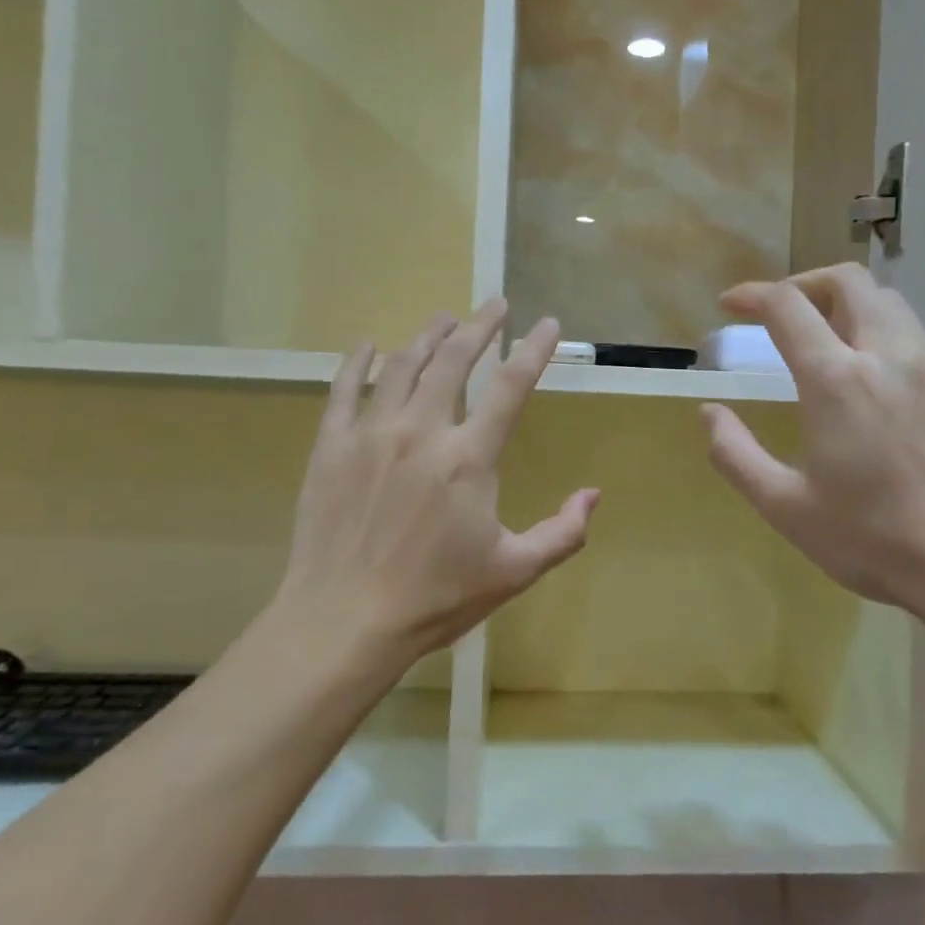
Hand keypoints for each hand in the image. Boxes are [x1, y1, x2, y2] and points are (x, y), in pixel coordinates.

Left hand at [273, 300, 599, 673]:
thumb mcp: (514, 571)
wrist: (345, 621)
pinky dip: (357, 362)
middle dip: (480, 325)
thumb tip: (594, 494)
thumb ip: (562, 532)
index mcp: (469, 458)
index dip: (534, 350)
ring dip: (427, 336)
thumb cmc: (436, 599)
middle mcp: (421, 431)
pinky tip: (367, 344)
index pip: (511, 387)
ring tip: (444, 319)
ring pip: (401, 366)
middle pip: (454, 360)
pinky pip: (342, 389)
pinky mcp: (330, 447)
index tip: (547, 323)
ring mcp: (371, 434)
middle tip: (495, 303)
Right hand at [701, 263, 924, 624]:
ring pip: (888, 303)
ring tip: (823, 341)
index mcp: (838, 380)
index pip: (787, 306)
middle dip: (804, 283)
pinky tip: (873, 383)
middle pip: (847, 281)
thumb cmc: (873, 540)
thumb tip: (709, 414)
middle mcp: (889, 356)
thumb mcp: (785, 507)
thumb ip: (735, 454)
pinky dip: (881, 336)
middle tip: (778, 314)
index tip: (730, 305)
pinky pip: (916, 339)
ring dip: (846, 305)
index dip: (751, 295)